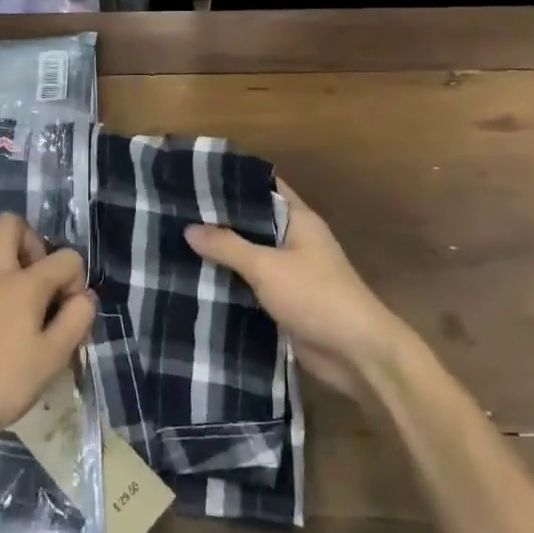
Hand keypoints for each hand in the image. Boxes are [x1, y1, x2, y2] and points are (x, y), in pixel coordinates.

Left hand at [0, 212, 95, 446]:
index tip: (69, 310)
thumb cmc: (1, 382)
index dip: (76, 279)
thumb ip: (76, 320)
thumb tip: (85, 296)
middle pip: (10, 224)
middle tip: (34, 277)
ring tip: (4, 305)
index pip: (66, 257)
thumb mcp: (52, 358)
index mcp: (25, 283)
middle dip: (29, 241)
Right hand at [186, 179, 405, 400]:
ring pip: (249, 254)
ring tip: (177, 244)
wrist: (357, 353)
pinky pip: (252, 284)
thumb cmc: (315, 295)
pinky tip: (197, 280)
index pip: (263, 187)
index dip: (232, 183)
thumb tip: (189, 228)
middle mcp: (295, 239)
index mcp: (298, 219)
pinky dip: (230, 282)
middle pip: (252, 222)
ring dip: (222, 254)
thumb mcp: (266, 266)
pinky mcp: (285, 300)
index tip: (196, 179)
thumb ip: (227, 246)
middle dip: (219, 220)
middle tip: (176, 214)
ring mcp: (291, 271)